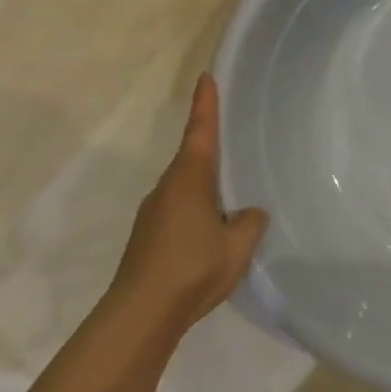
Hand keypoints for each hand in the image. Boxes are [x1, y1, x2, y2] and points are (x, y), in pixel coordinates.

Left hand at [109, 74, 267, 336]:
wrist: (140, 314)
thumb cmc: (192, 268)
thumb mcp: (237, 246)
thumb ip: (249, 223)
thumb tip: (249, 213)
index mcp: (189, 179)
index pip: (200, 132)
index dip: (205, 104)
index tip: (205, 77)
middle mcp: (167, 188)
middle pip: (191, 159)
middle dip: (210, 150)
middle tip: (234, 144)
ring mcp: (153, 213)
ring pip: (184, 188)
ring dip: (204, 188)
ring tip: (229, 201)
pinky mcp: (147, 237)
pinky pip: (178, 210)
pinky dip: (195, 212)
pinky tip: (209, 235)